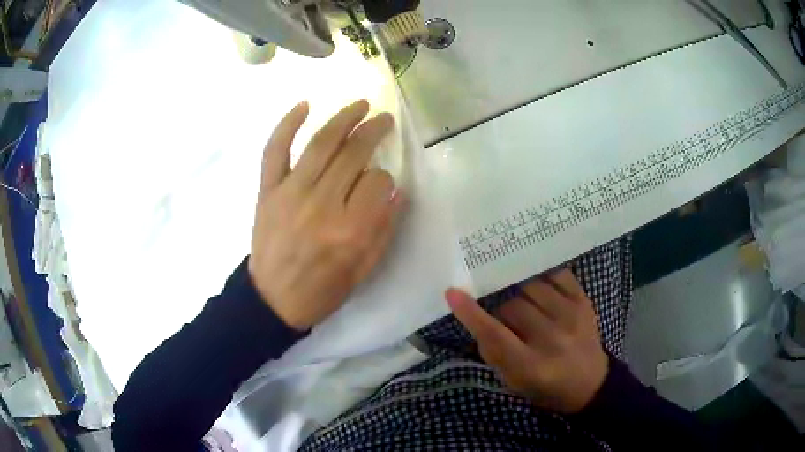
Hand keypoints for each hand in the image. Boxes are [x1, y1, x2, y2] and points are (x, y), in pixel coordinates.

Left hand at [248, 100, 404, 330]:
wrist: (273, 300)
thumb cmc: (323, 290)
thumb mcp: (364, 269)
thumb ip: (384, 228)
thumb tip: (395, 189)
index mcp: (351, 230)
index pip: (379, 181)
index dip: (385, 177)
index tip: (382, 182)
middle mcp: (322, 204)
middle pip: (353, 154)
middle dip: (374, 131)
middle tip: (384, 120)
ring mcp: (290, 193)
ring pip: (321, 143)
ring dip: (344, 118)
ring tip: (360, 105)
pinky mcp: (267, 190)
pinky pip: (275, 150)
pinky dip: (287, 124)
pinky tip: (304, 106)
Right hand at [446, 269, 608, 413]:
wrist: (590, 383)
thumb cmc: (546, 388)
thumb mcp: (513, 382)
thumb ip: (494, 352)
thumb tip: (477, 319)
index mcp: (531, 366)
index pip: (495, 335)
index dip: (471, 314)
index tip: (453, 293)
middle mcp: (552, 339)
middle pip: (513, 307)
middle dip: (503, 311)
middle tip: (508, 321)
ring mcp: (572, 317)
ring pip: (532, 287)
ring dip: (522, 294)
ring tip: (527, 307)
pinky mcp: (585, 302)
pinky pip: (557, 275)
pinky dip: (544, 279)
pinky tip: (542, 290)